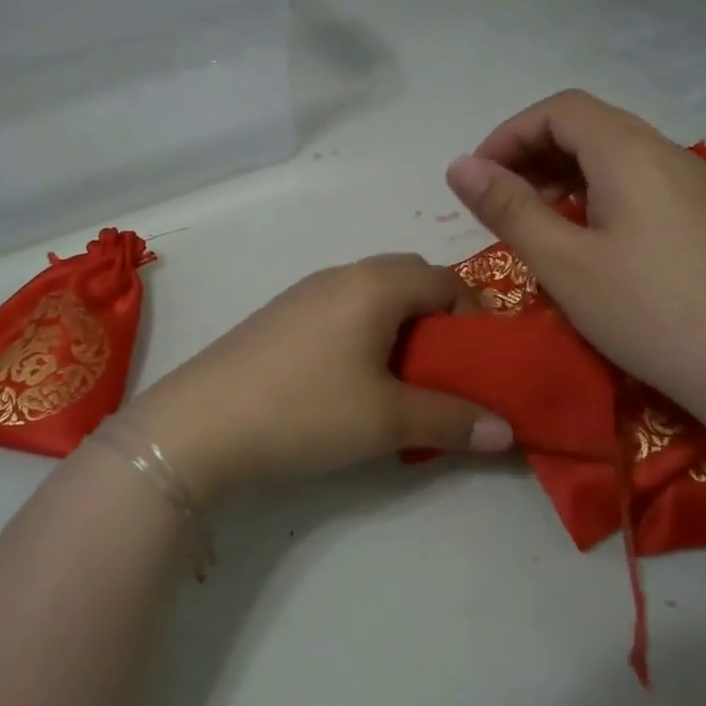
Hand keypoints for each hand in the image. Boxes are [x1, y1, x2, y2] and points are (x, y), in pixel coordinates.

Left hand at [124, 255, 513, 501]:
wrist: (198, 425)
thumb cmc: (306, 410)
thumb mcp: (388, 421)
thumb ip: (452, 420)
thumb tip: (507, 431)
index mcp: (376, 284)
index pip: (446, 280)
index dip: (473, 317)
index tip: (478, 363)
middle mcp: (342, 274)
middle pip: (409, 280)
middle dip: (437, 321)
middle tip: (443, 372)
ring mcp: (304, 292)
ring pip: (372, 296)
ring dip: (398, 329)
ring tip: (400, 381)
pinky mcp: (278, 316)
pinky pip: (340, 310)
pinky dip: (363, 334)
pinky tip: (349, 382)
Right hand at [444, 90, 705, 418]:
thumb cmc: (649, 312)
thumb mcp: (563, 262)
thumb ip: (508, 208)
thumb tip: (458, 165)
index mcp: (628, 151)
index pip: (559, 110)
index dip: (509, 134)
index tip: (478, 178)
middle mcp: (667, 153)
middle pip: (590, 126)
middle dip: (534, 153)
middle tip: (500, 201)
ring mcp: (696, 184)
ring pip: (617, 156)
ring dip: (567, 174)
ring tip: (539, 220)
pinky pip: (643, 183)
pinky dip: (600, 194)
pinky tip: (592, 240)